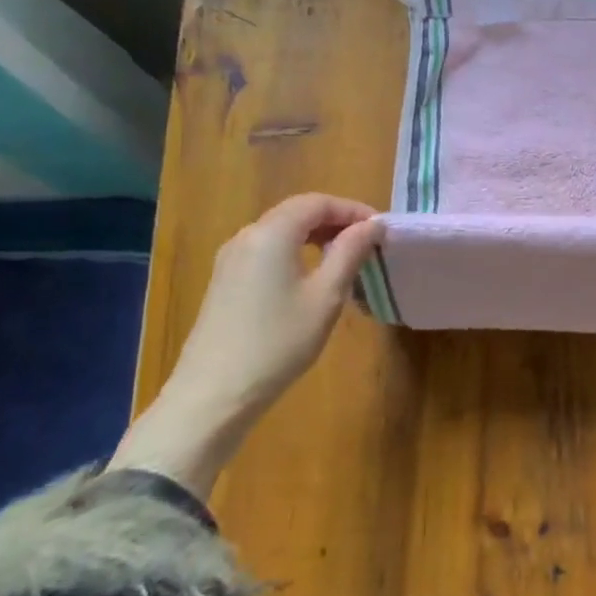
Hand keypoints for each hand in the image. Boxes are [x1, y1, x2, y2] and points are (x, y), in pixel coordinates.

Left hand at [111, 194, 382, 498]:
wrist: (214, 393)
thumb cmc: (279, 341)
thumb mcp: (326, 296)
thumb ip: (350, 252)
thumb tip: (373, 224)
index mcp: (272, 233)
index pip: (317, 202)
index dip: (353, 209)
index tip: (381, 230)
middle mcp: (247, 237)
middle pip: (297, 213)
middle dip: (336, 221)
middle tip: (369, 244)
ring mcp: (230, 259)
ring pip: (281, 232)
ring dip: (317, 237)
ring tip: (347, 260)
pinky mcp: (225, 281)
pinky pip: (267, 251)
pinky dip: (296, 253)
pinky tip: (313, 279)